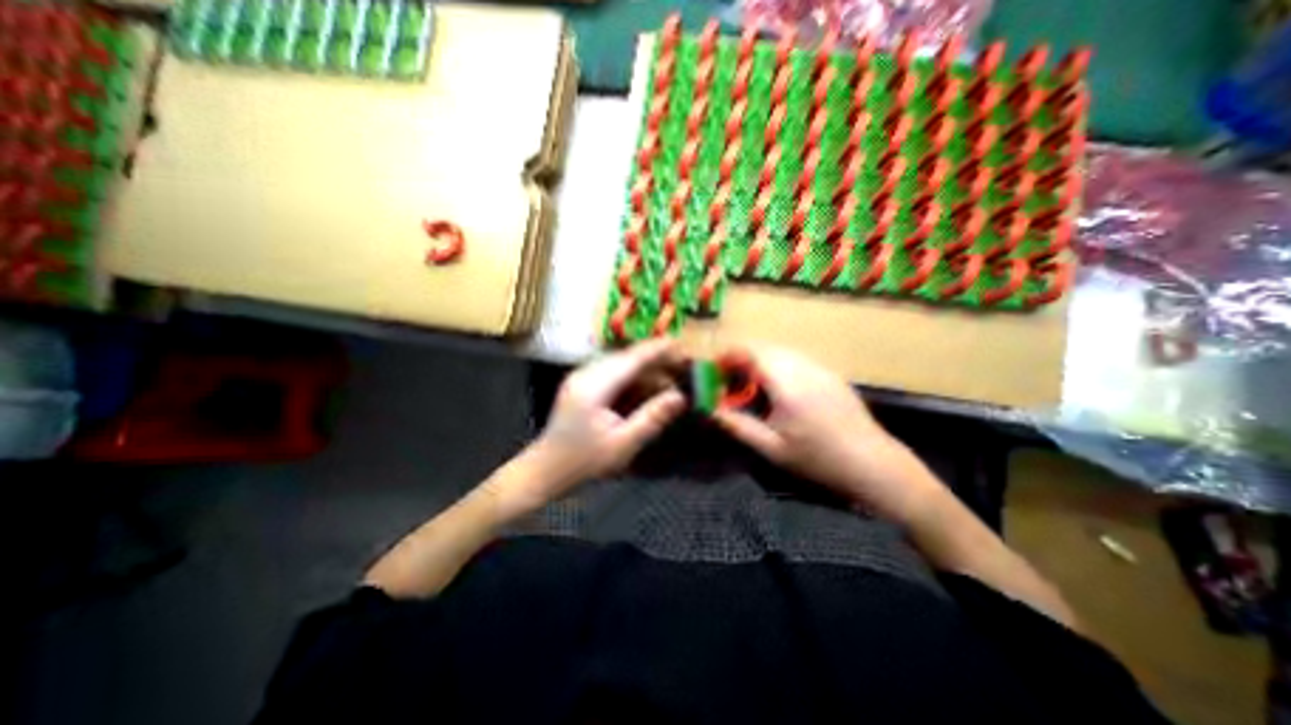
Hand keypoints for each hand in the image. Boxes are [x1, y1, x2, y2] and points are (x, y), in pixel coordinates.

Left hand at [519, 343, 689, 507]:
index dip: (659, 350)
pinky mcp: (582, 384)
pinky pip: (613, 374)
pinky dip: (633, 380)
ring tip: (670, 383)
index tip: (684, 347)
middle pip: (628, 358)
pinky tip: (647, 391)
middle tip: (683, 370)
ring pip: (622, 365)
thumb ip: (652, 418)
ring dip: (646, 371)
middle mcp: (586, 373)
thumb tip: (681, 397)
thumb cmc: (583, 462)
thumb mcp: (623, 445)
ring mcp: (582, 377)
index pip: (633, 358)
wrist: (545, 470)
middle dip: (657, 361)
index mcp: (594, 385)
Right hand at [717, 348, 939, 523]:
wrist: (873, 463)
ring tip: (750, 386)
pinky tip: (778, 390)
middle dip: (740, 359)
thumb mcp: (771, 448)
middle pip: (763, 347)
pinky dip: (776, 365)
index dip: (727, 356)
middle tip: (729, 382)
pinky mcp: (830, 373)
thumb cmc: (818, 459)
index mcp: (787, 382)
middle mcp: (803, 366)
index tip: (714, 371)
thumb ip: (737, 425)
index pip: (749, 351)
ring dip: (758, 361)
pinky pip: (795, 358)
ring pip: (779, 351)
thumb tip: (709, 409)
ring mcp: (819, 367)